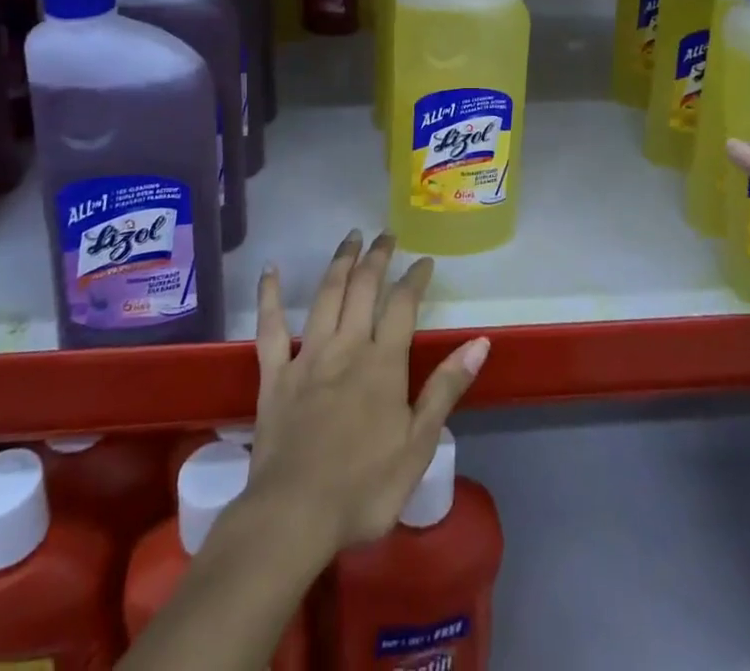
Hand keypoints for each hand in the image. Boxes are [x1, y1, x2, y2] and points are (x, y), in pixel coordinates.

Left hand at [248, 231, 489, 552]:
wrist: (294, 515)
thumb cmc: (364, 487)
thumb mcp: (418, 444)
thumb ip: (446, 388)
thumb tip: (480, 343)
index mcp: (383, 363)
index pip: (403, 305)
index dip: (415, 278)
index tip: (424, 260)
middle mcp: (347, 346)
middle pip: (363, 288)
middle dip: (377, 256)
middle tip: (386, 234)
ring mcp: (308, 356)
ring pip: (326, 295)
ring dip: (340, 261)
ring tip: (351, 237)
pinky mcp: (275, 373)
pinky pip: (270, 327)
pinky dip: (269, 295)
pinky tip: (269, 269)